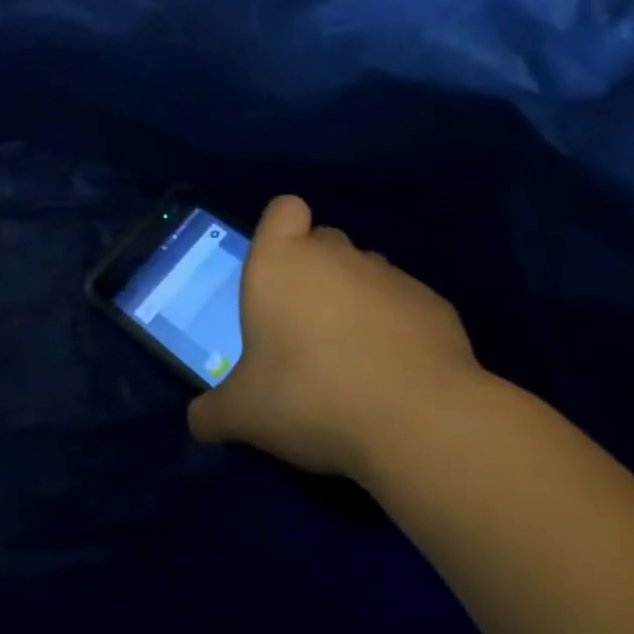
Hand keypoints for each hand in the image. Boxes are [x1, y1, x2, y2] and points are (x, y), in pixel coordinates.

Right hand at [188, 195, 490, 477]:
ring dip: (356, 301)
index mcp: (280, 263)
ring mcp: (390, 276)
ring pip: (365, 273)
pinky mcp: (435, 305)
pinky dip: (397, 328)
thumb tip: (198, 423)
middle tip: (304, 328)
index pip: (283, 210)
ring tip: (353, 356)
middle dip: (315, 272)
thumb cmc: (308, 396)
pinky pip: (405, 305)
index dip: (281, 231)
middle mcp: (335, 256)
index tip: (277, 271)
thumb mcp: (244, 414)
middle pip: (323, 241)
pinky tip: (394, 374)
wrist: (417, 421)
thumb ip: (214, 412)